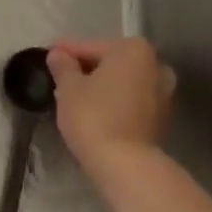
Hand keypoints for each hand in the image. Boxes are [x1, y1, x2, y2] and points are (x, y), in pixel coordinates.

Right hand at [46, 37, 175, 168]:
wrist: (125, 164)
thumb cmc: (94, 116)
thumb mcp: (68, 88)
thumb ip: (63, 66)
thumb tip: (58, 54)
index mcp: (134, 49)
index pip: (91, 47)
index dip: (66, 53)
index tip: (48, 55)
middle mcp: (155, 65)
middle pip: (110, 63)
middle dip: (86, 69)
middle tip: (59, 78)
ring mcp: (163, 92)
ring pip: (122, 82)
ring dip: (101, 86)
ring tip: (74, 96)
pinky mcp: (160, 117)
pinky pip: (130, 101)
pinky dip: (113, 102)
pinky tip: (94, 111)